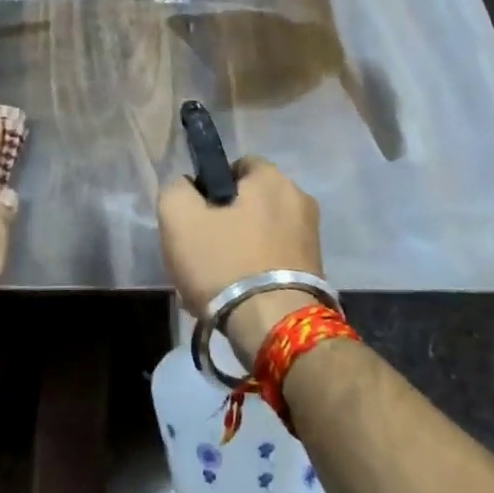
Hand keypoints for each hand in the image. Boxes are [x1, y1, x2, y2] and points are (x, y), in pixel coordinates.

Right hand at [157, 157, 322, 362]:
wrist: (274, 327)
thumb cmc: (224, 262)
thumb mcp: (178, 217)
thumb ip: (177, 189)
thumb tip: (189, 188)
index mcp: (272, 178)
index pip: (237, 166)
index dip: (211, 187)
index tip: (196, 216)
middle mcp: (300, 200)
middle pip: (251, 202)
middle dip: (226, 222)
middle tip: (202, 251)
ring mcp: (312, 238)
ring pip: (261, 234)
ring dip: (240, 250)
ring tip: (217, 281)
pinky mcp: (316, 272)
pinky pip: (275, 261)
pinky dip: (256, 272)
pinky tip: (237, 295)